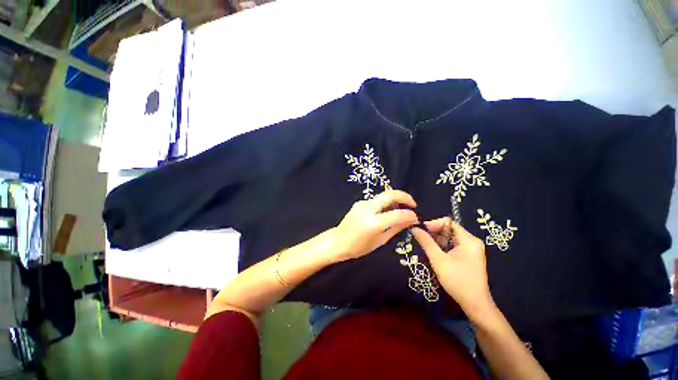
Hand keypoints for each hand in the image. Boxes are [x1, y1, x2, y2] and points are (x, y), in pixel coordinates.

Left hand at [331, 190, 418, 261]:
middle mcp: (368, 209)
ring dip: (395, 199)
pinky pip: (376, 200)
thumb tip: (411, 220)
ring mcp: (362, 203)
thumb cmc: (359, 247)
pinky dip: (385, 203)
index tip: (415, 218)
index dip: (410, 215)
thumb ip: (396, 228)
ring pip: (383, 196)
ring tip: (400, 210)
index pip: (397, 214)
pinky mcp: (359, 202)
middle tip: (412, 204)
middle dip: (404, 196)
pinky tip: (386, 212)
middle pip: (390, 194)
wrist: (338, 241)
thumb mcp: (380, 241)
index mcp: (373, 223)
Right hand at [412, 218, 495, 319]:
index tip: (421, 231)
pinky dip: (443, 246)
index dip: (434, 224)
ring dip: (437, 240)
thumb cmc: (457, 281)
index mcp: (469, 240)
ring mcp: (471, 249)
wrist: (475, 304)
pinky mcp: (469, 256)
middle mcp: (472, 241)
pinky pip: (453, 245)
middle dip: (434, 232)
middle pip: (449, 229)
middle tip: (421, 238)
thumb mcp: (438, 260)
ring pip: (450, 237)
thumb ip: (426, 242)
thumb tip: (414, 228)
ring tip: (425, 245)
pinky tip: (434, 252)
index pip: (448, 222)